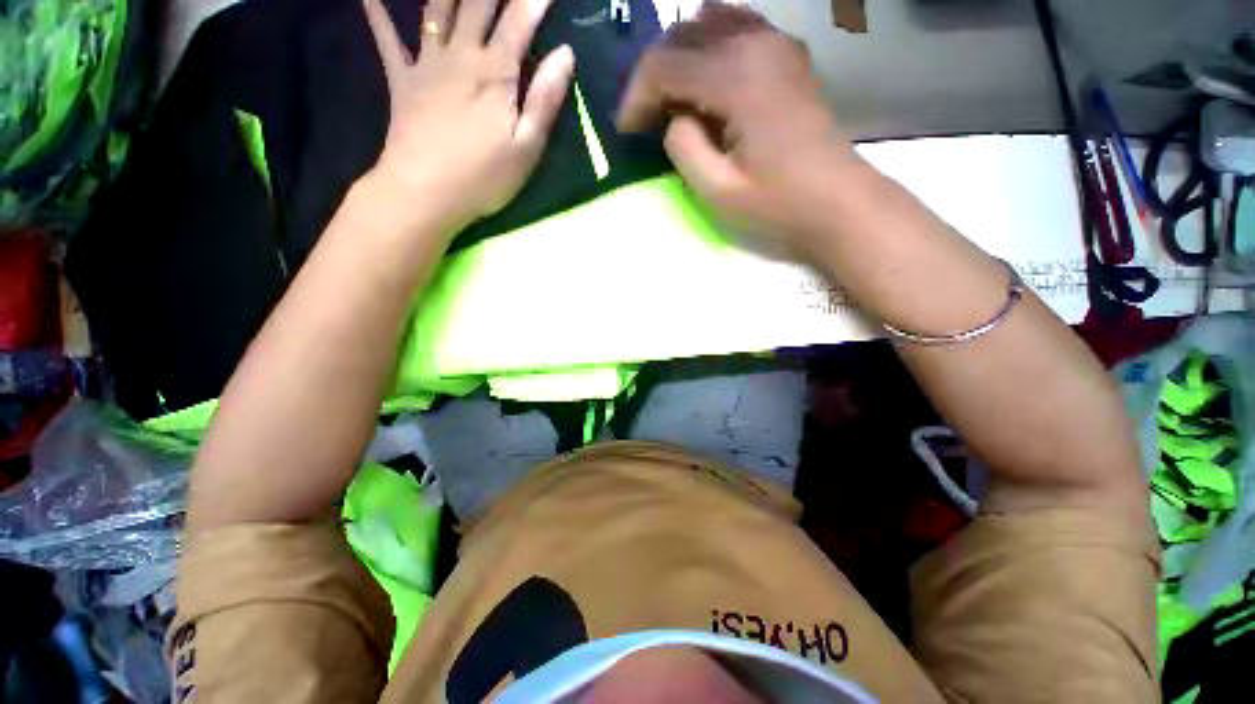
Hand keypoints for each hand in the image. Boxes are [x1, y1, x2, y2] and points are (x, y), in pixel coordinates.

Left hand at [363, 0, 574, 233]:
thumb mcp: (527, 147)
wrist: (426, 192)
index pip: (519, 21)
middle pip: (477, 2)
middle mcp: (461, 55)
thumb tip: (565, 54)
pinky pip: (385, 36)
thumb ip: (545, 100)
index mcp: (495, 74)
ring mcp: (427, 63)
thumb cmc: (484, 177)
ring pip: (437, 6)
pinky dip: (375, 10)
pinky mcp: (402, 79)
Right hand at [617, 3, 864, 258]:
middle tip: (645, 119)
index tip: (626, 131)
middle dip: (652, 76)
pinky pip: (736, 28)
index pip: (663, 64)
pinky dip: (709, 49)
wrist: (837, 201)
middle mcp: (755, 42)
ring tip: (671, 100)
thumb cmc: (777, 204)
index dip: (636, 97)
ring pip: (707, 24)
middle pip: (682, 34)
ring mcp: (776, 41)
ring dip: (679, 59)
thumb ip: (683, 147)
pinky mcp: (786, 53)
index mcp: (737, 76)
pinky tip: (705, 82)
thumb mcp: (717, 190)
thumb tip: (673, 118)